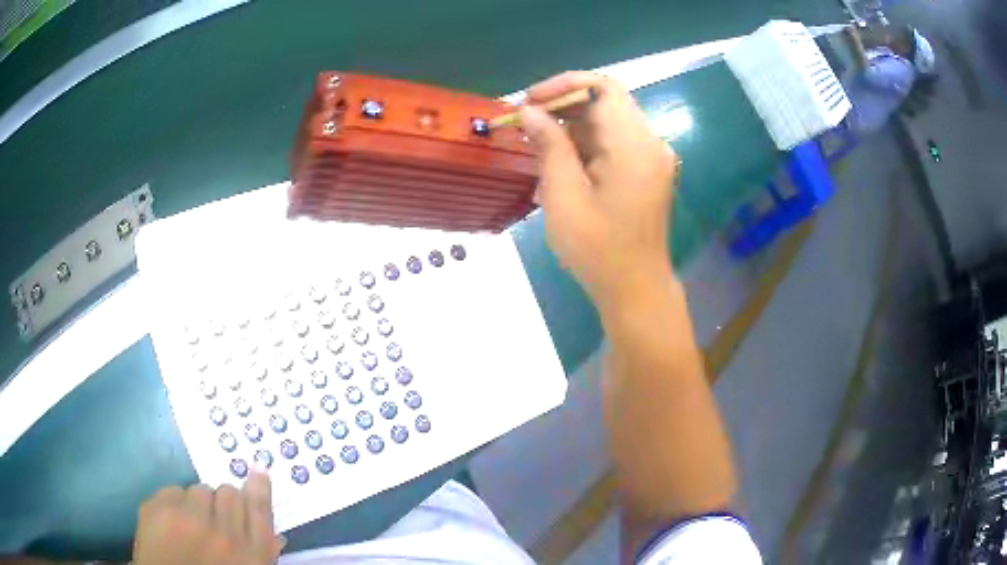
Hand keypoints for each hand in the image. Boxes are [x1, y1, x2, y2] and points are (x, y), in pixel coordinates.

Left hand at [133, 473, 281, 564]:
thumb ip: (259, 553)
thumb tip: (274, 533)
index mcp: (250, 556)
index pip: (260, 511)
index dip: (259, 488)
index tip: (258, 470)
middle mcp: (224, 535)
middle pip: (229, 493)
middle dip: (223, 502)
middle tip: (214, 519)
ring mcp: (188, 520)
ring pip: (200, 489)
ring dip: (199, 503)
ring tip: (191, 524)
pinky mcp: (159, 510)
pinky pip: (174, 489)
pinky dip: (175, 503)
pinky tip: (172, 523)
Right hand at [518, 72, 679, 309]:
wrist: (635, 288)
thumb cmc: (597, 249)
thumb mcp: (564, 196)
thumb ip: (549, 145)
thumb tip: (529, 111)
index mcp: (634, 145)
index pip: (603, 88)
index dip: (563, 86)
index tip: (529, 102)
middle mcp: (650, 143)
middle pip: (606, 102)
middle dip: (563, 107)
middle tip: (526, 124)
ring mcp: (652, 157)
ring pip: (608, 121)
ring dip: (572, 126)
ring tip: (537, 146)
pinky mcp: (647, 170)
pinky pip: (615, 142)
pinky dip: (586, 143)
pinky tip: (561, 162)